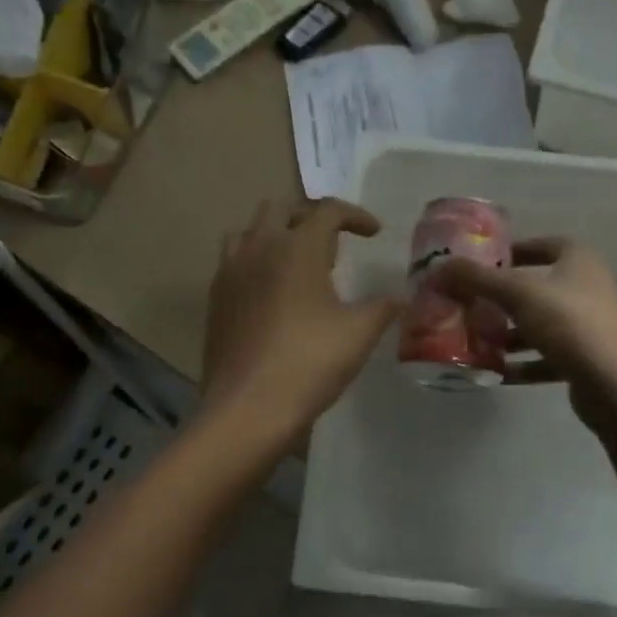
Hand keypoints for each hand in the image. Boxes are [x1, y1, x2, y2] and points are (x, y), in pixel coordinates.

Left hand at [200, 199, 401, 449]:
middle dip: (310, 216)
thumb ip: (383, 308)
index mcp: (296, 248)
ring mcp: (230, 272)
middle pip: (281, 208)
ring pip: (249, 231)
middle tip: (332, 244)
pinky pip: (234, 261)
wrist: (247, 408)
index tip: (374, 233)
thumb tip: (401, 297)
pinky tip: (271, 292)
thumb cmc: (309, 363)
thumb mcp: (358, 334)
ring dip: (275, 234)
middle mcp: (259, 248)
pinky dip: (255, 261)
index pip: (328, 211)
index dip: (355, 216)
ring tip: (297, 262)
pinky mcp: (215, 298)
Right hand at [431, 238, 616, 428]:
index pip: (542, 245)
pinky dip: (526, 362)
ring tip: (479, 341)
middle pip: (539, 287)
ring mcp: (597, 325)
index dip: (511, 252)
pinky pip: (552, 355)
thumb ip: (476, 279)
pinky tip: (497, 373)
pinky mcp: (594, 360)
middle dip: (504, 298)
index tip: (480, 265)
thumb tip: (438, 267)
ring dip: (512, 333)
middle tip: (471, 306)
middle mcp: (594, 287)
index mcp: (582, 260)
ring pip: (544, 324)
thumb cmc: (570, 324)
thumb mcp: (517, 294)